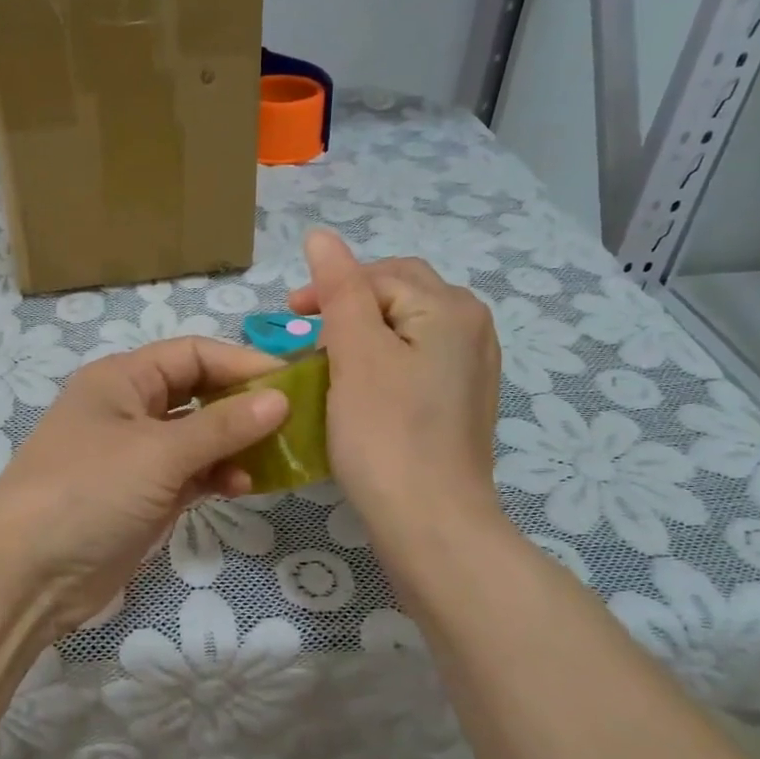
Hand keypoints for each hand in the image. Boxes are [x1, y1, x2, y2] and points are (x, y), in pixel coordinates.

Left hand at [0, 338, 287, 639]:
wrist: (28, 573)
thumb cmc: (89, 492)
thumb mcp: (158, 453)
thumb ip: (222, 426)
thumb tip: (280, 399)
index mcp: (122, 379)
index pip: (193, 354)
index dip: (243, 364)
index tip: (294, 384)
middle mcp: (129, 409)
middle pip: (198, 394)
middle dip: (243, 406)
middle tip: (294, 423)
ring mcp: (135, 456)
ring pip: (198, 438)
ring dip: (235, 445)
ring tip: (274, 459)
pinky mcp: (142, 496)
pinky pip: (191, 474)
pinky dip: (217, 476)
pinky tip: (243, 486)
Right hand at [287, 229, 504, 551]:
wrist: (431, 524)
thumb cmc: (386, 434)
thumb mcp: (356, 353)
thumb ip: (339, 289)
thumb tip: (320, 234)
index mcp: (450, 308)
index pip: (379, 275)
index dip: (330, 289)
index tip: (287, 320)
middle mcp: (472, 329)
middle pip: (398, 297)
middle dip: (348, 309)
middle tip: (305, 338)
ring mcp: (471, 370)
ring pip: (405, 332)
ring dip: (362, 338)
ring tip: (326, 364)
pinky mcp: (459, 404)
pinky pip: (415, 364)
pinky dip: (380, 366)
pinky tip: (358, 392)